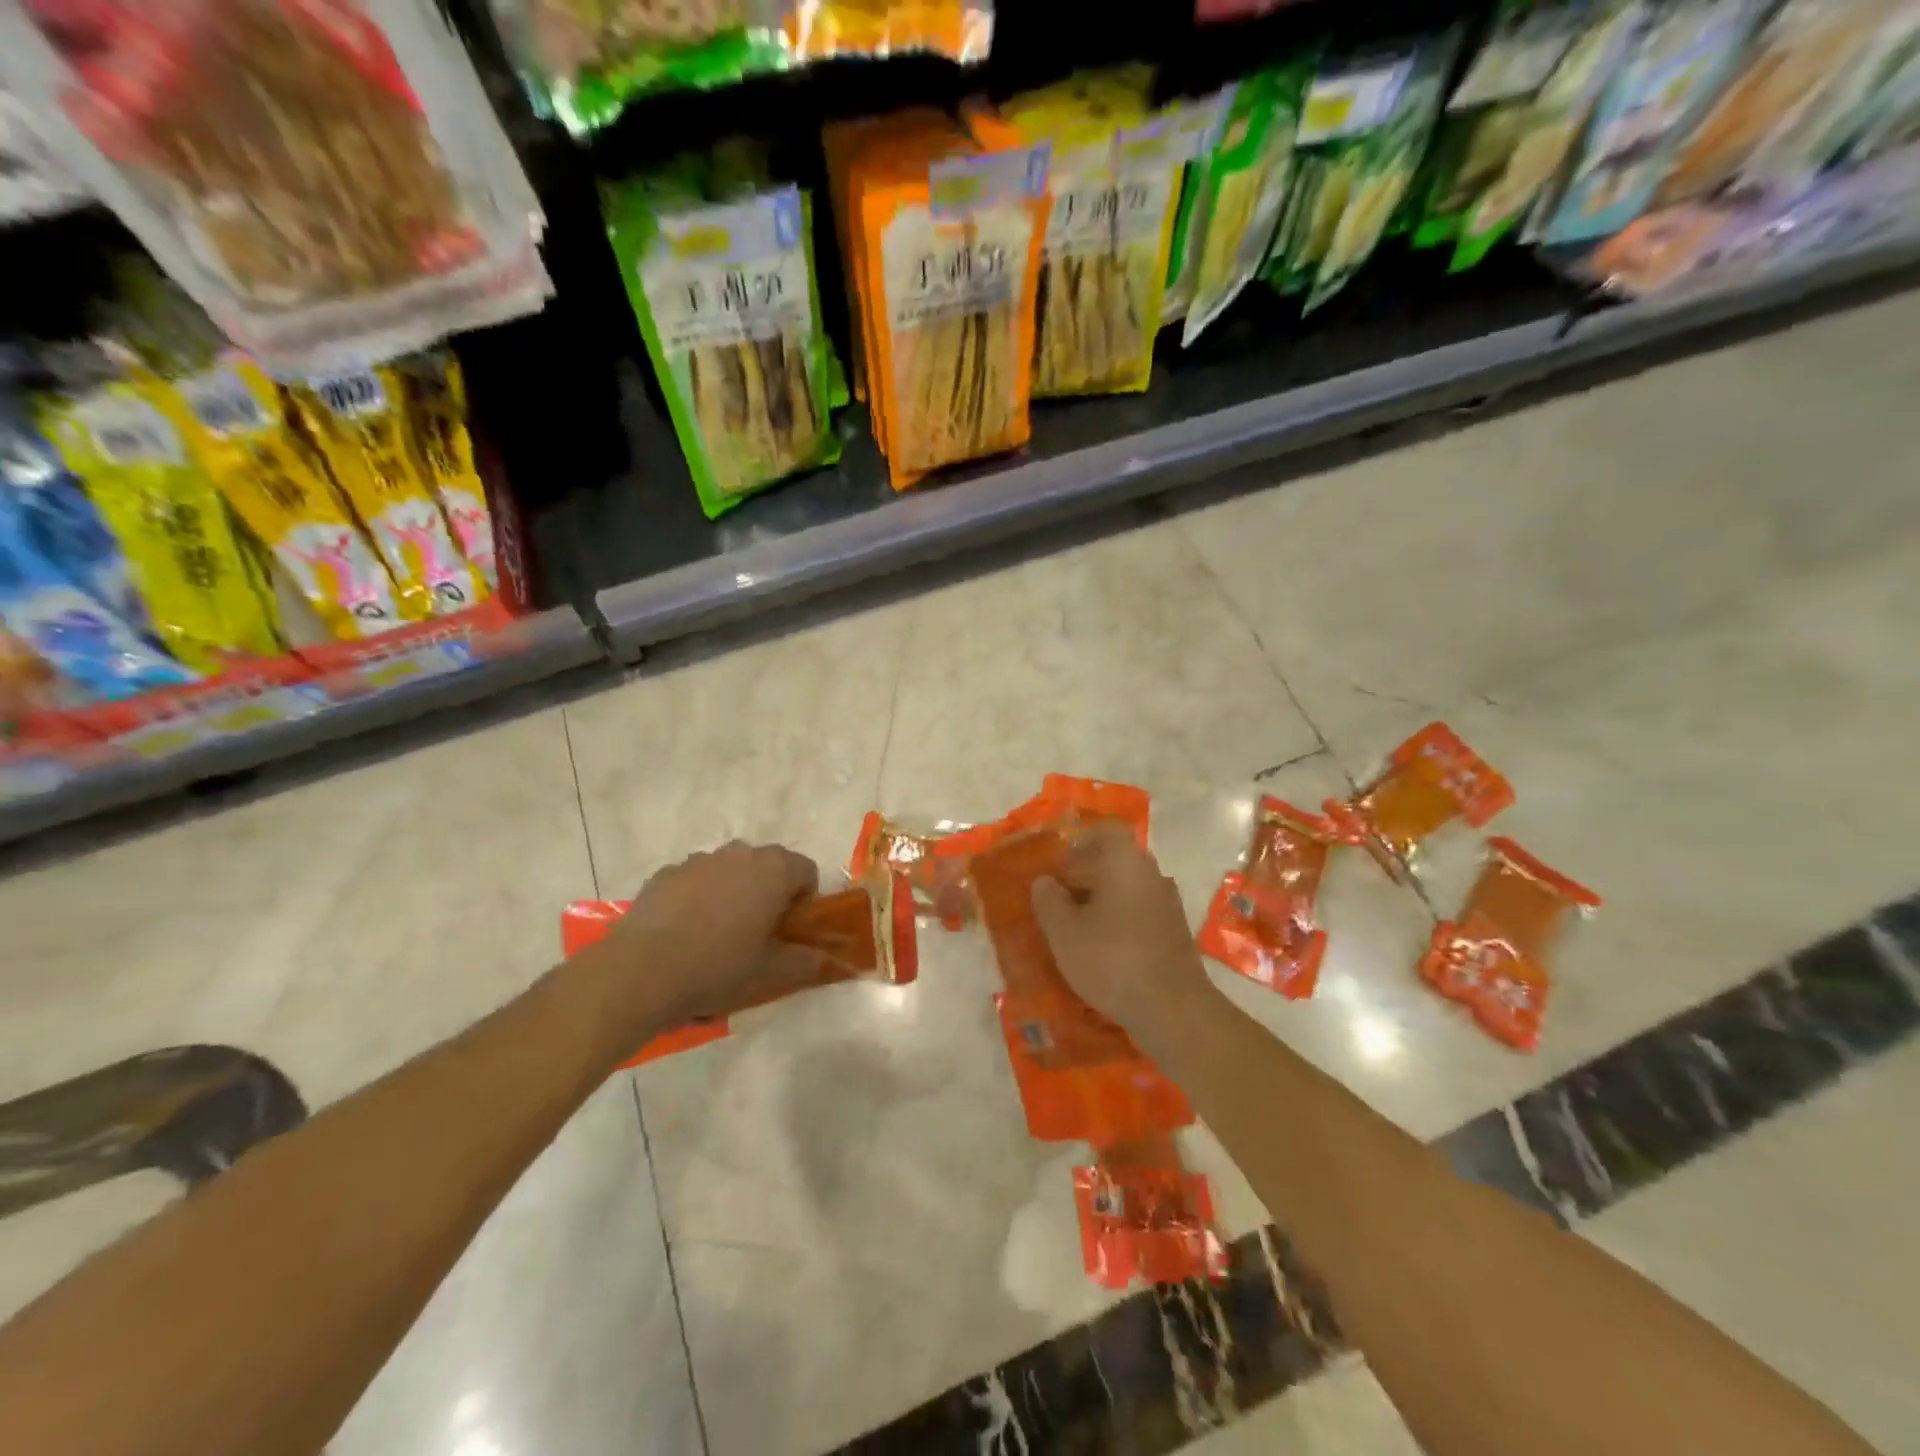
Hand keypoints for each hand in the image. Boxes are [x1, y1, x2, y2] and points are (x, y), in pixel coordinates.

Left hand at [591, 841, 826, 1039]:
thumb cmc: (718, 968)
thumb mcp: (771, 974)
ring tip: (717, 934)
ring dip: (734, 892)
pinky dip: (698, 898)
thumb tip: (822, 957)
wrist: (640, 972)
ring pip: (730, 870)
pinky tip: (684, 933)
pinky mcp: (666, 873)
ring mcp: (699, 860)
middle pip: (768, 865)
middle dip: (769, 892)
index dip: (804, 900)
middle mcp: (739, 853)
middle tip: (758, 933)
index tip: (790, 930)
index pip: (806, 870)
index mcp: (773, 870)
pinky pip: (695, 880)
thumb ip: (806, 961)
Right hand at [1030, 825, 1217, 1040]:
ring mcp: (1167, 901)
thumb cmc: (1111, 960)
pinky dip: (1120, 920)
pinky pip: (1140, 910)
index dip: (1077, 846)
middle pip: (1114, 860)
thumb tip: (1044, 881)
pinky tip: (1103, 947)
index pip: (1102, 833)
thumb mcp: (1064, 933)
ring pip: (1127, 887)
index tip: (1057, 868)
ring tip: (1076, 927)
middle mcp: (1150, 872)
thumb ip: (1048, 901)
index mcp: (1124, 861)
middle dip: (1085, 875)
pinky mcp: (1175, 930)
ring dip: (1102, 900)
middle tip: (1059, 900)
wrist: (1173, 1009)